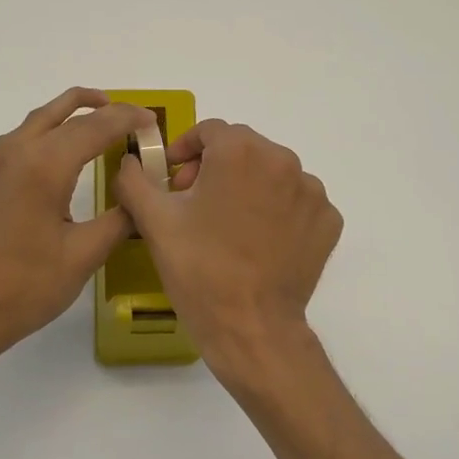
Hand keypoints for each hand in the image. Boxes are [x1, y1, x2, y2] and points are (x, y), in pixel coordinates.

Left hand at [0, 87, 148, 361]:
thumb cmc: (27, 286)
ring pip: (40, 119)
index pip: (95, 126)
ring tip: (103, 120)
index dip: (128, 119)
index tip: (153, 122)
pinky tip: (65, 153)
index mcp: (44, 166)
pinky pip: (23, 138)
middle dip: (104, 109)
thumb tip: (139, 195)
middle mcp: (17, 152)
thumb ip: (120, 218)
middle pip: (65, 112)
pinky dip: (52, 130)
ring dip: (73, 112)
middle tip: (134, 118)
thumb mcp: (85, 255)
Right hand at [112, 119, 341, 390]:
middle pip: (243, 149)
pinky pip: (297, 202)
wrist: (251, 327)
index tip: (172, 178)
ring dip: (248, 187)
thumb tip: (130, 161)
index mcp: (240, 151)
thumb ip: (134, 179)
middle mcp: (283, 160)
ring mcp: (312, 192)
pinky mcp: (328, 221)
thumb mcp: (154, 221)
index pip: (210, 131)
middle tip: (193, 203)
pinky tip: (258, 241)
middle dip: (215, 168)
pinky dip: (277, 211)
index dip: (185, 150)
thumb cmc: (199, 269)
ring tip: (227, 225)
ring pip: (272, 174)